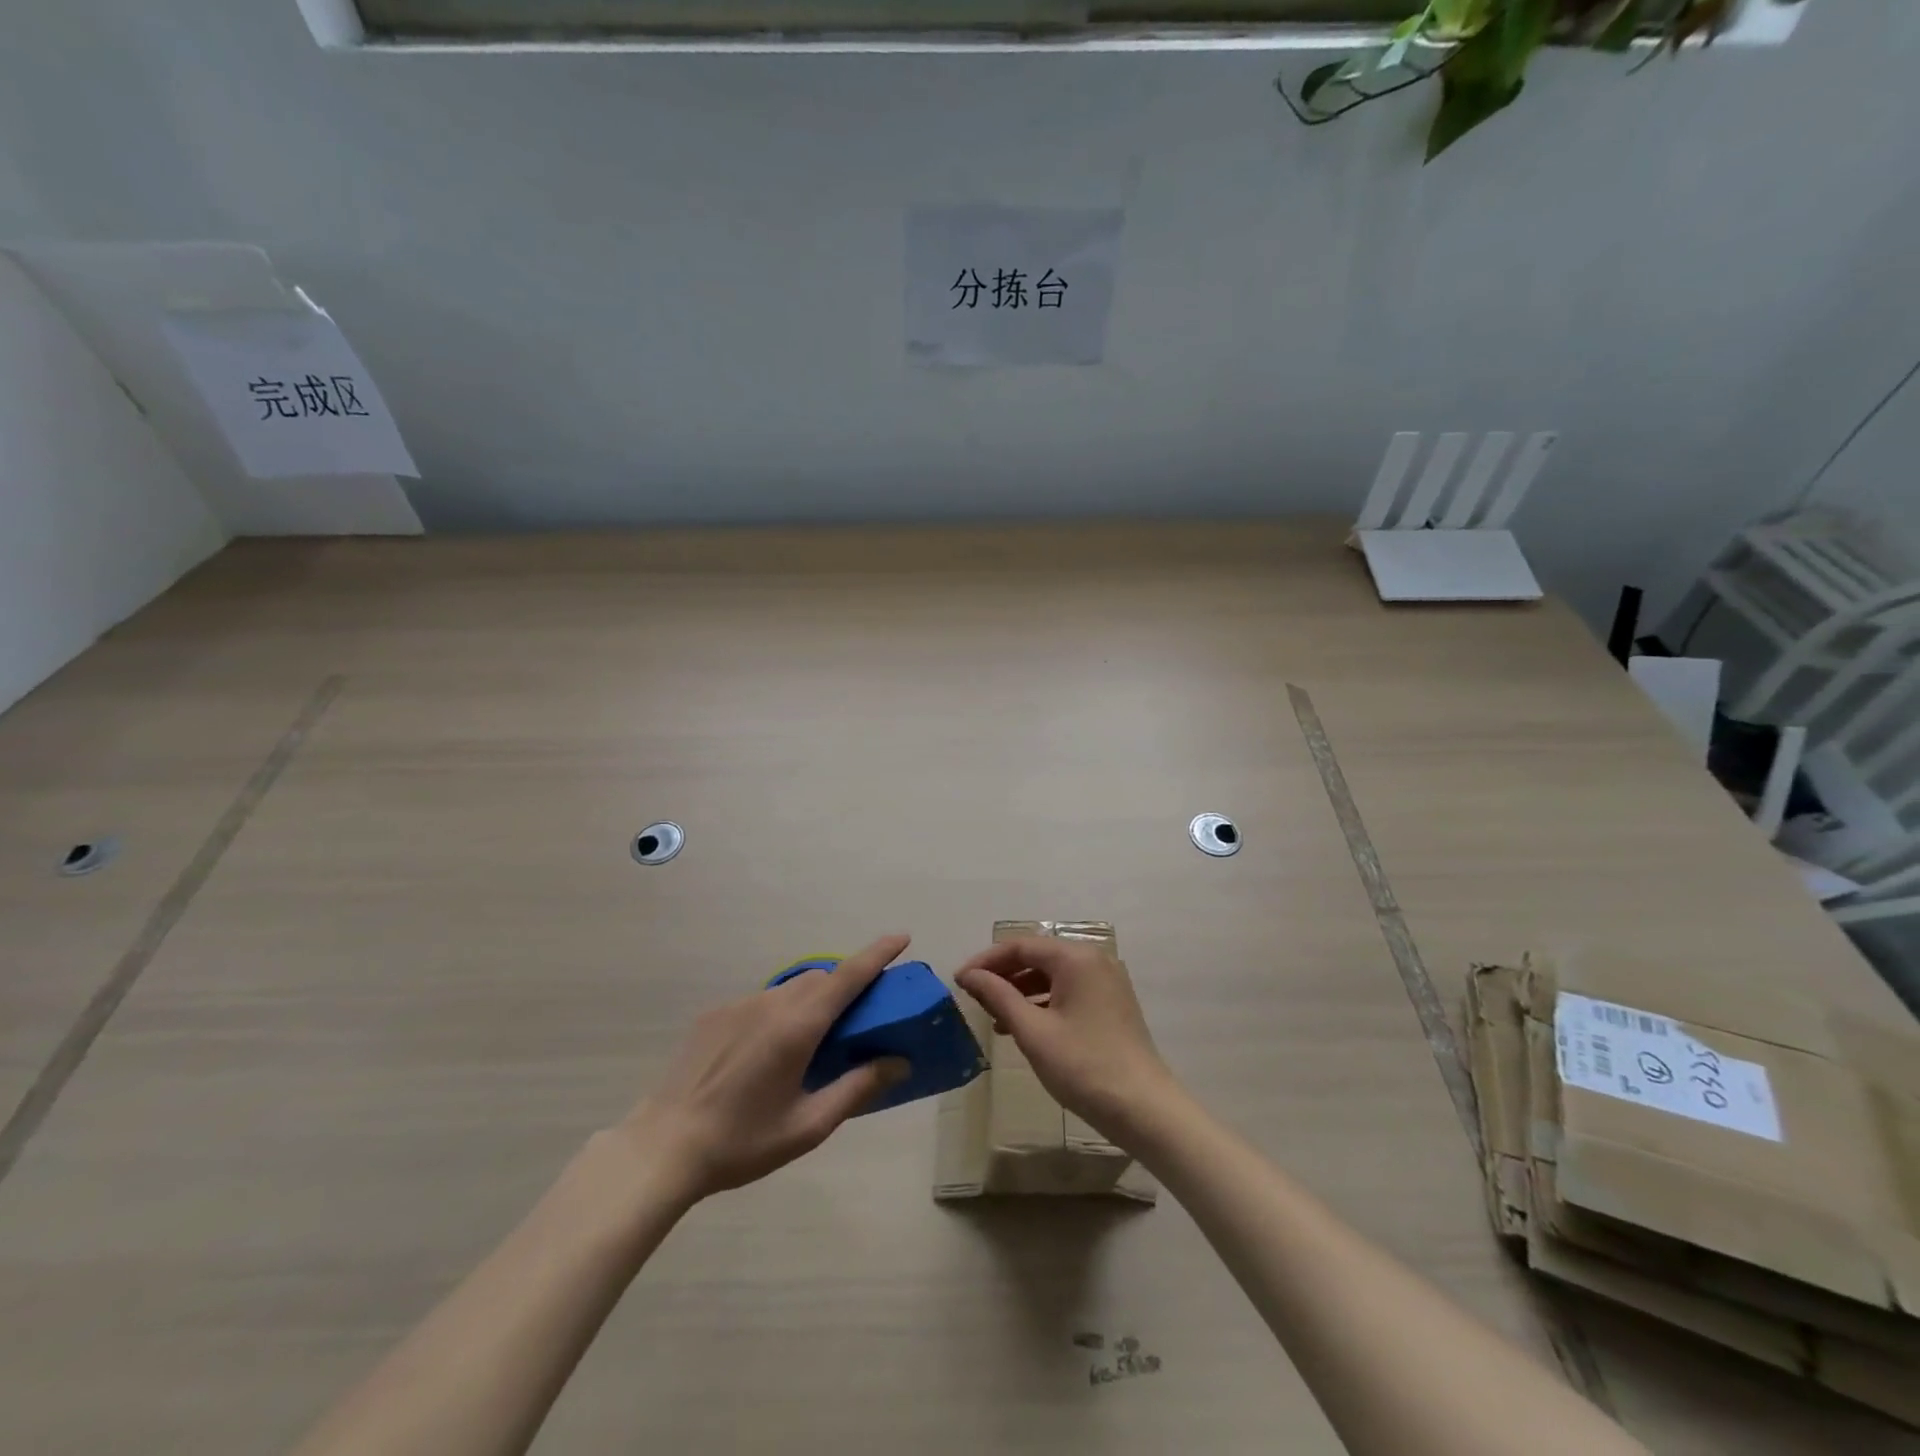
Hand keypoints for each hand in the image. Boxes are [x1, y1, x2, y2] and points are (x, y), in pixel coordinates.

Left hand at [614, 935, 911, 1202]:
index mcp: (797, 1027)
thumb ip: (857, 1088)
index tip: (902, 937)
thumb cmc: (742, 1142)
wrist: (663, 1148)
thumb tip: (898, 1062)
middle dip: (845, 987)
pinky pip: (761, 1002)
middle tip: (858, 1019)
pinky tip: (766, 1055)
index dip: (877, 954)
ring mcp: (738, 1005)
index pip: (848, 976)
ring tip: (811, 1043)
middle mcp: (770, 1003)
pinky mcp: (714, 1015)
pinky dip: (779, 1013)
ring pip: (790, 989)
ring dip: (811, 1001)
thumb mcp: (808, 1126)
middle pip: (821, 979)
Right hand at [955, 936, 1175, 1140]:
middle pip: (1037, 956)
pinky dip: (1043, 1002)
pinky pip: (1068, 990)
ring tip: (992, 1016)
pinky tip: (1022, 1026)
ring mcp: (1106, 981)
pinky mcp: (1111, 1003)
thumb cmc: (1083, 1066)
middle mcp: (1094, 959)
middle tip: (973, 997)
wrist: (1144, 1109)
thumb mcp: (1033, 1031)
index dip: (986, 961)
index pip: (1020, 946)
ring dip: (1020, 990)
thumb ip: (998, 996)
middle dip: (1002, 975)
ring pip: (1052, 975)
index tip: (959, 981)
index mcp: (1076, 958)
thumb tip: (969, 975)